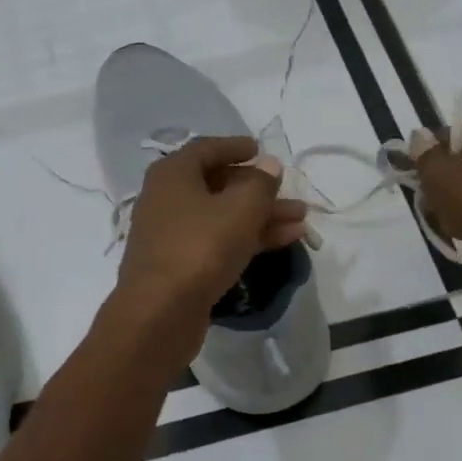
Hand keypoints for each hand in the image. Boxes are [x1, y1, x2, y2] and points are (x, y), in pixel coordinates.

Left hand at [116, 136, 308, 324]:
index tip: (261, 150)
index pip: (207, 149)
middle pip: (218, 184)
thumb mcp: (240, 209)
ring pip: (223, 215)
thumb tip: (269, 164)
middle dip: (259, 190)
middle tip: (292, 195)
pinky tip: (285, 240)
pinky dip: (249, 237)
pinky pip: (218, 240)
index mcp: (173, 174)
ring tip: (302, 220)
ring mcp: (172, 233)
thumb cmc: (199, 247)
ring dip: (261, 215)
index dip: (236, 147)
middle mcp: (167, 198)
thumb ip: (260, 183)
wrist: (159, 313)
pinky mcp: (181, 264)